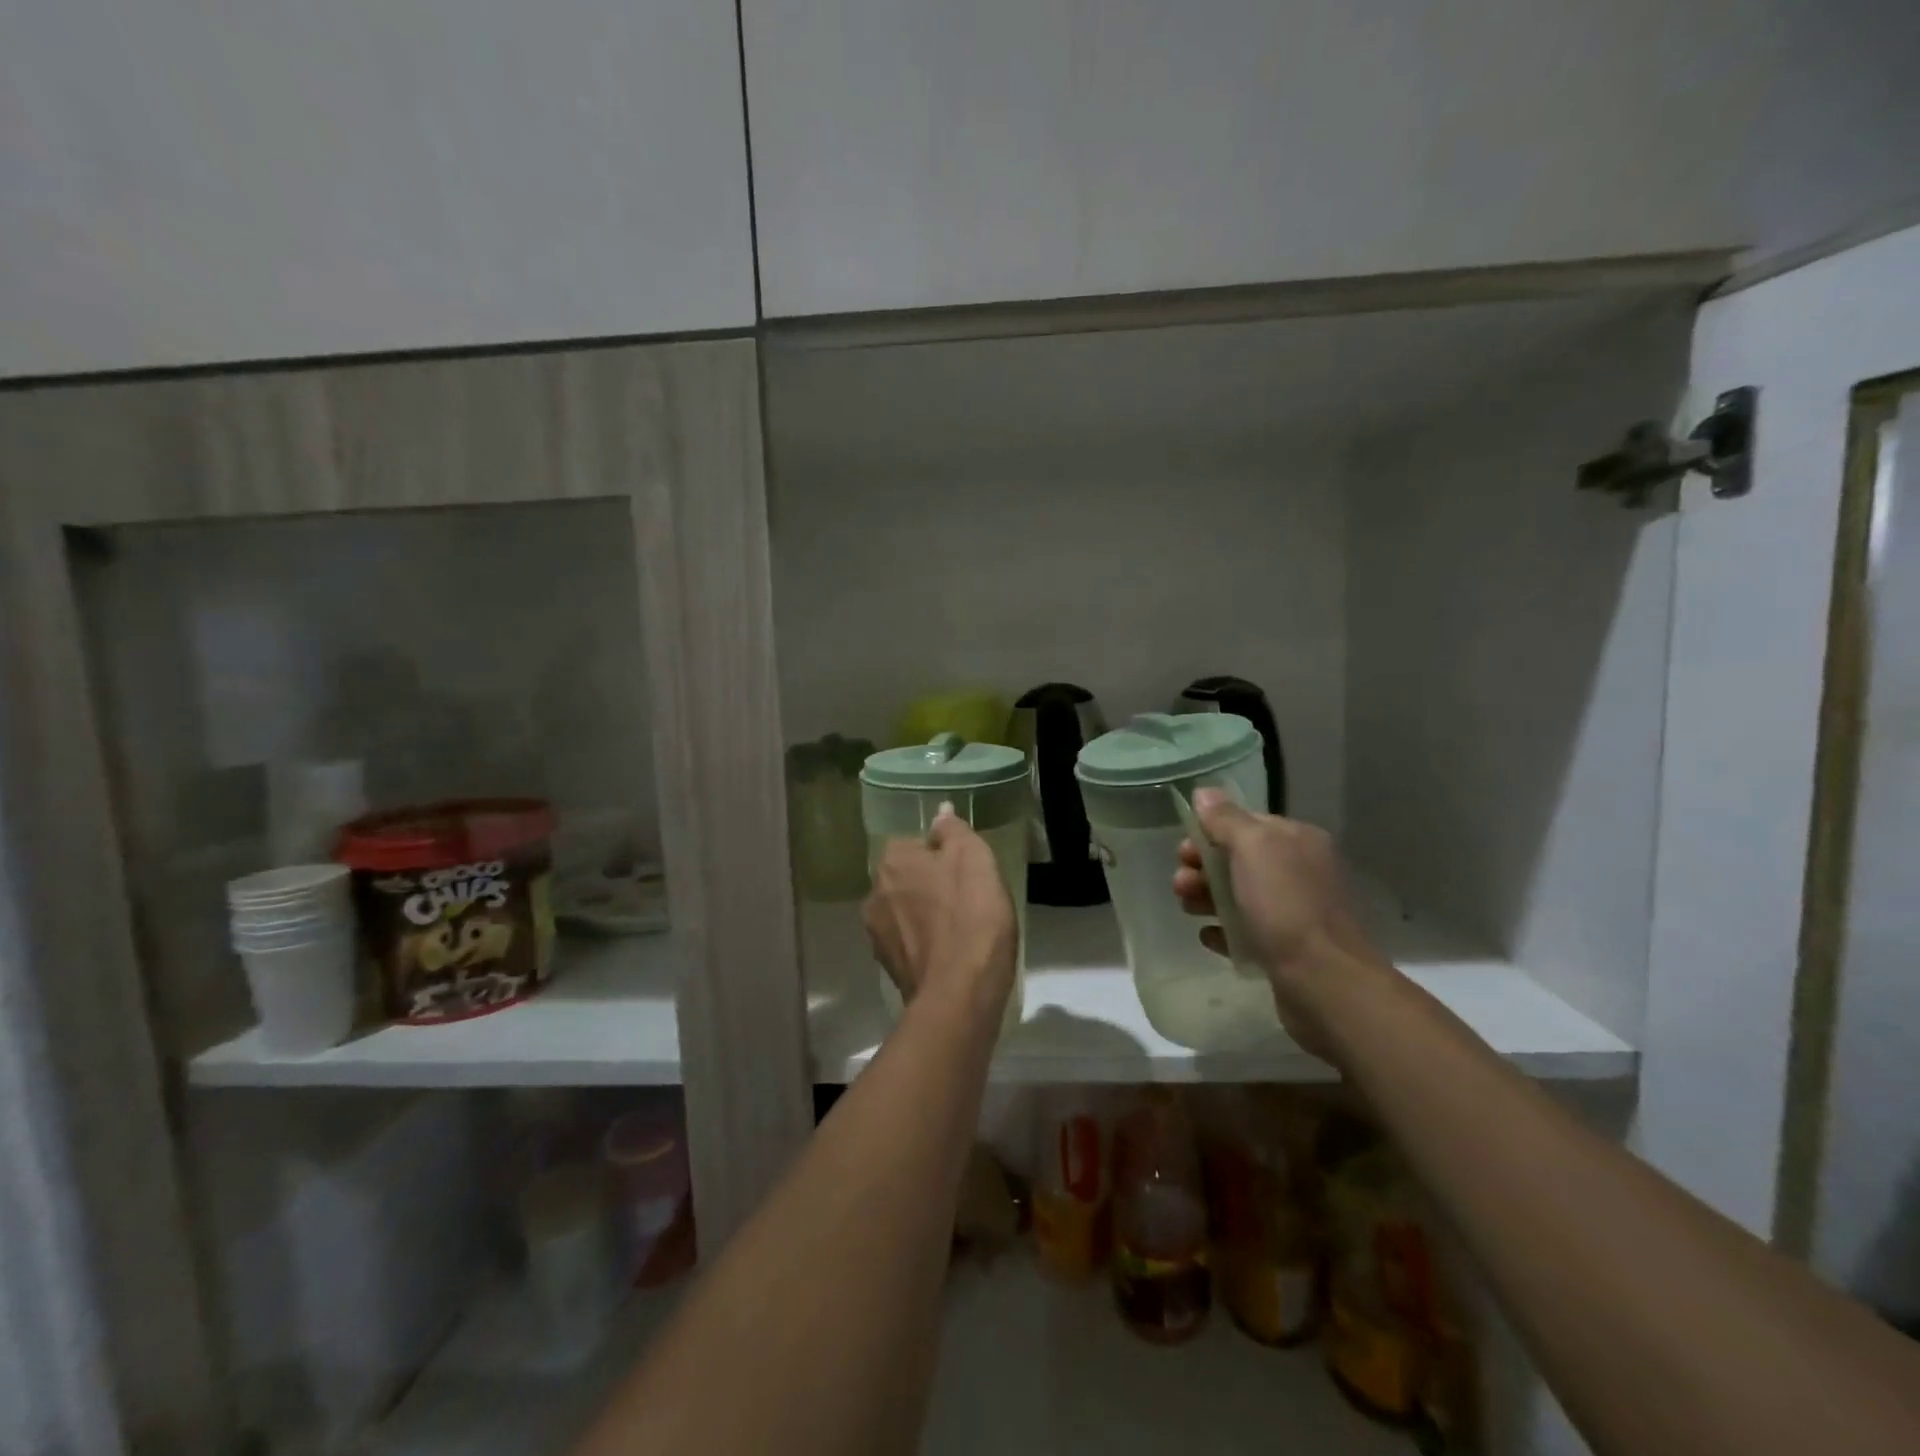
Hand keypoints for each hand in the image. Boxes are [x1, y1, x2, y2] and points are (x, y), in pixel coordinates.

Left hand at [864, 806, 1017, 1027]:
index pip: (913, 843)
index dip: (940, 854)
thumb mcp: (974, 858)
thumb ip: (953, 831)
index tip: (966, 870)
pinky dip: (925, 943)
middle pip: (905, 877)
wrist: (960, 992)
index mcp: (891, 861)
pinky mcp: (888, 967)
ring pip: (904, 911)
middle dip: (929, 883)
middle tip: (966, 897)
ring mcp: (877, 934)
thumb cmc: (971, 914)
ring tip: (960, 928)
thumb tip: (939, 814)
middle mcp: (874, 893)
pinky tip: (950, 953)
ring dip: (925, 914)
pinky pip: (909, 942)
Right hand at [1173, 790, 1382, 1057]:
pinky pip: (1244, 931)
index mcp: (1296, 840)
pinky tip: (1208, 936)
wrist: (1323, 982)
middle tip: (1180, 884)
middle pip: (1238, 860)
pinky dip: (1223, 930)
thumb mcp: (1253, 848)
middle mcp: (1299, 871)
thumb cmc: (1285, 906)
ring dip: (1206, 897)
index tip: (1183, 850)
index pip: (1245, 823)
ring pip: (1238, 895)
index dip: (1210, 832)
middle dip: (1203, 867)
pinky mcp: (1284, 949)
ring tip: (1187, 909)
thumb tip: (1204, 793)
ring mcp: (1293, 912)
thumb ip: (1226, 819)